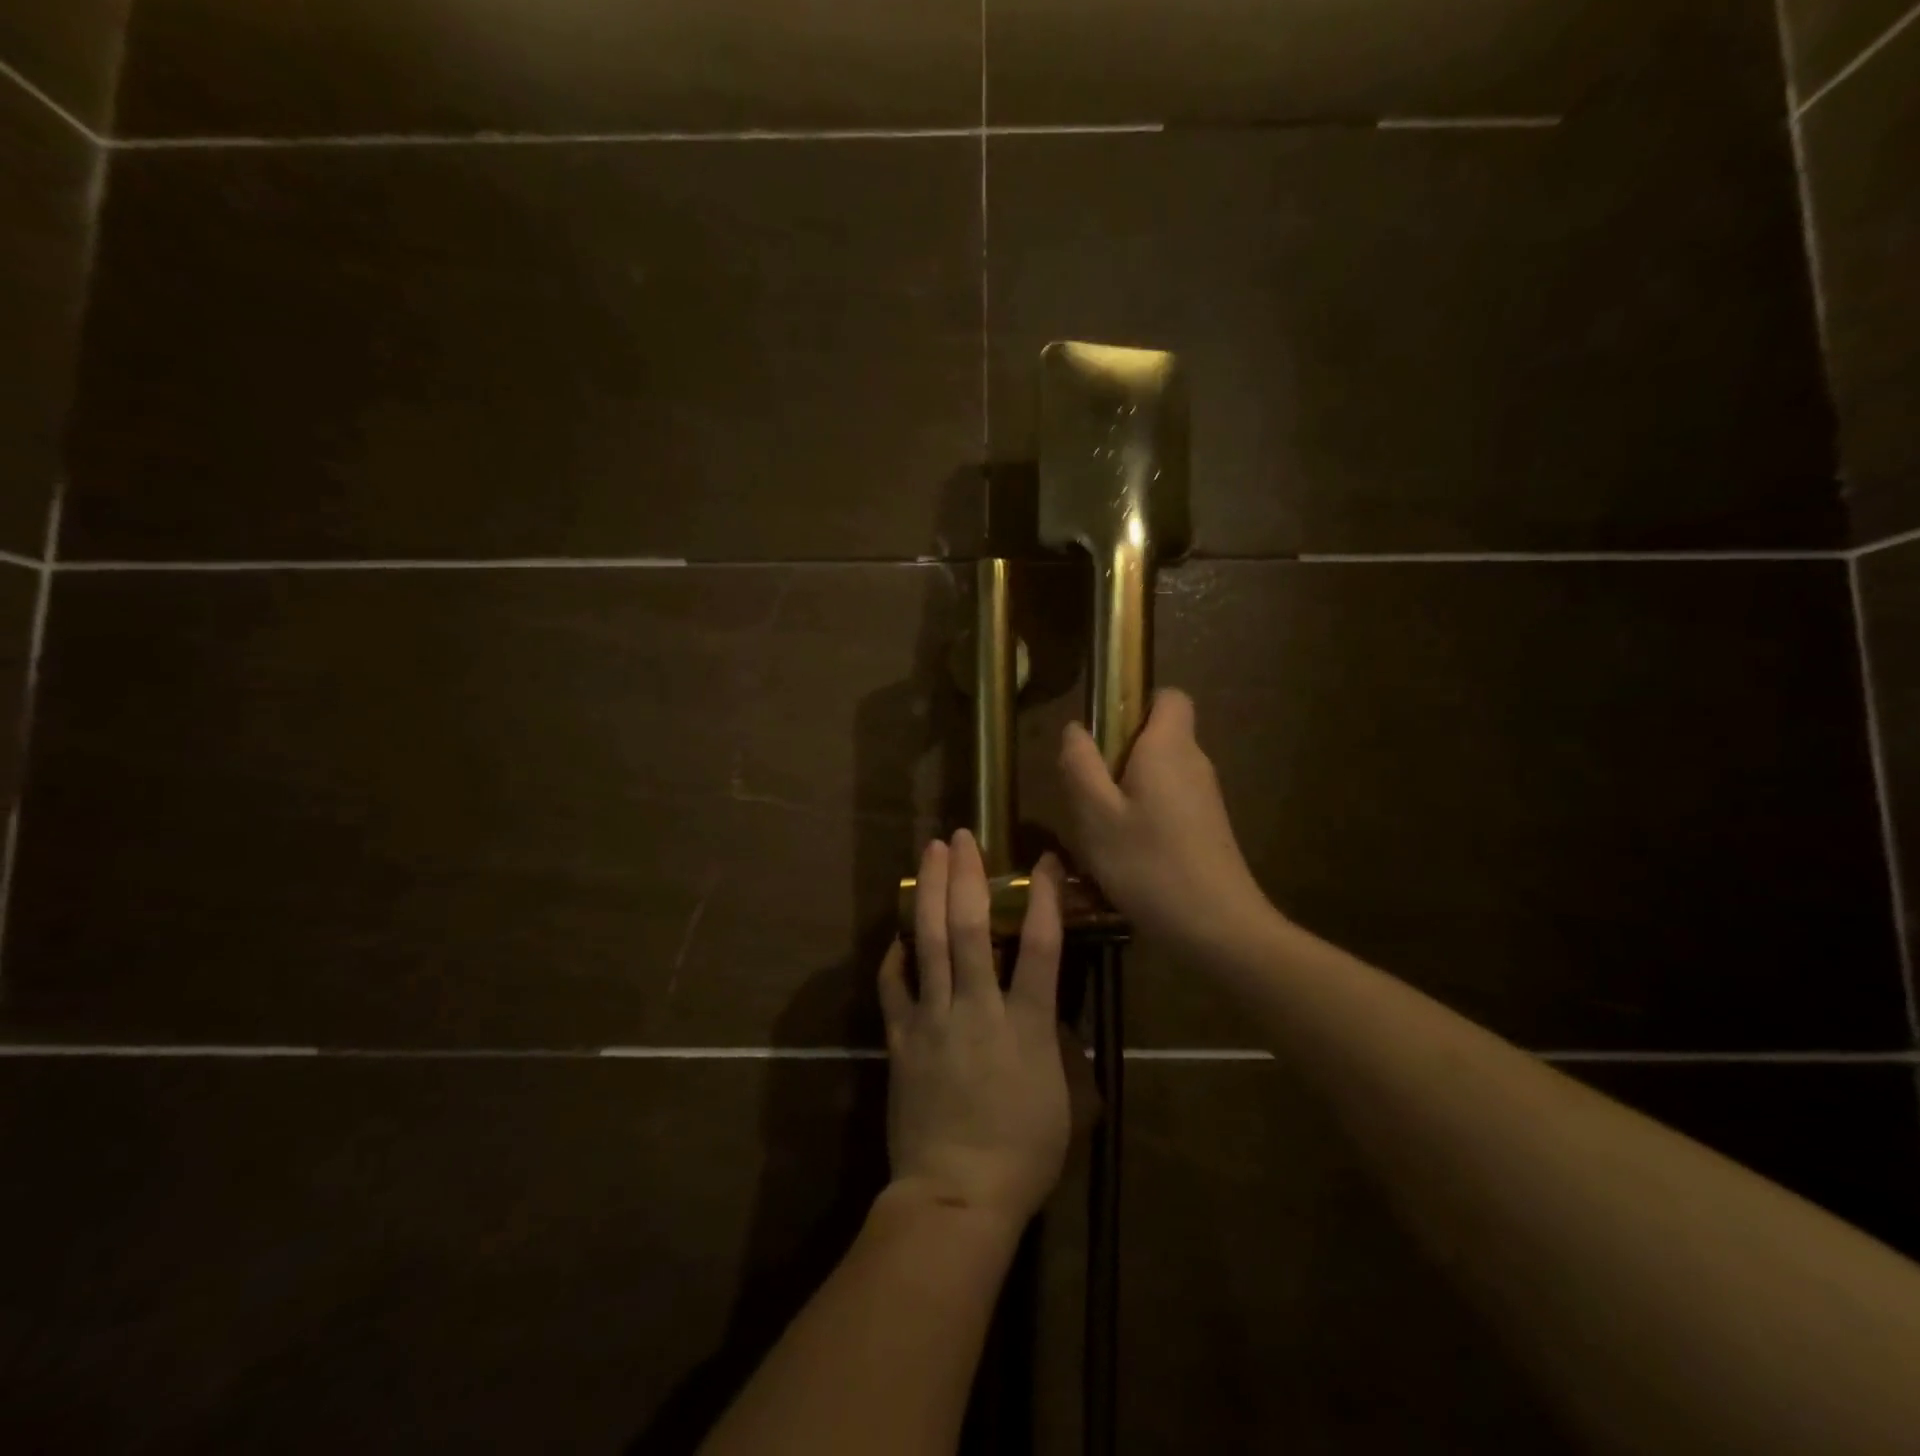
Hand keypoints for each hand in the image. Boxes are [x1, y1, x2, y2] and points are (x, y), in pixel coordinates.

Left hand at [877, 832, 1071, 1232]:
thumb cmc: (1023, 1154)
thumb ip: (1059, 1048)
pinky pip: (894, 986)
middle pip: (968, 927)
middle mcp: (977, 1008)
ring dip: (928, 893)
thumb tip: (1052, 1016)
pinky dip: (894, 955)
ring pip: (927, 942)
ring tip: (929, 855)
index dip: (1043, 897)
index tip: (1043, 860)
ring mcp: (933, 1020)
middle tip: (962, 837)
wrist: (956, 1196)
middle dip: (966, 876)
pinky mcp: (901, 1039)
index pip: (1041, 946)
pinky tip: (896, 935)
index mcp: (1026, 1024)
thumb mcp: (1064, 1101)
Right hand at [1059, 688, 1272, 955]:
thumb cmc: (1148, 864)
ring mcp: (1205, 798)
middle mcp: (1194, 763)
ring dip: (1125, 791)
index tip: (1102, 734)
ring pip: (1158, 775)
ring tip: (1098, 830)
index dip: (1135, 703)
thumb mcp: (1095, 815)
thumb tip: (1075, 729)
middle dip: (1117, 755)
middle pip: (1157, 737)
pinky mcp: (1207, 828)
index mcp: (1169, 747)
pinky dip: (1144, 816)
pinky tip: (1124, 854)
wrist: (1218, 929)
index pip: (1168, 696)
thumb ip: (1080, 765)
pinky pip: (1168, 804)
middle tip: (1087, 793)